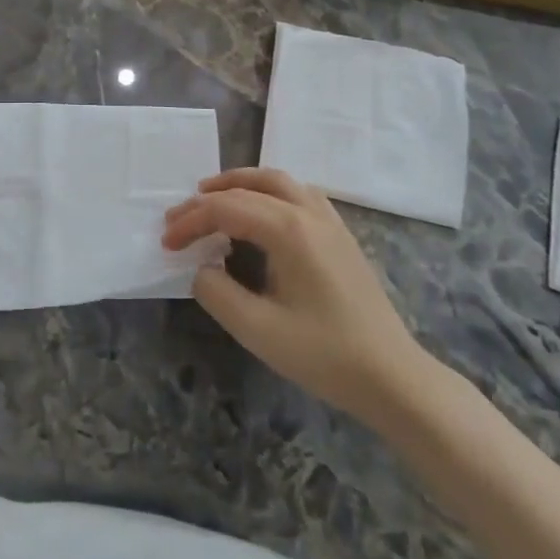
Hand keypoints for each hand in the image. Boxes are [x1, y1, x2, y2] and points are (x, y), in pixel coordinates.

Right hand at [161, 168, 438, 418]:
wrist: (393, 378)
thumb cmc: (325, 355)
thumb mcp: (258, 330)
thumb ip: (218, 293)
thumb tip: (202, 268)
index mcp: (288, 230)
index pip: (225, 209)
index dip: (190, 222)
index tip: (166, 243)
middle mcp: (308, 212)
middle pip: (249, 186)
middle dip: (208, 198)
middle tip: (179, 217)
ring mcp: (329, 221)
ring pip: (277, 180)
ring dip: (240, 184)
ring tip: (212, 197)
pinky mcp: (340, 235)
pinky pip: (298, 193)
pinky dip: (268, 191)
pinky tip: (261, 212)